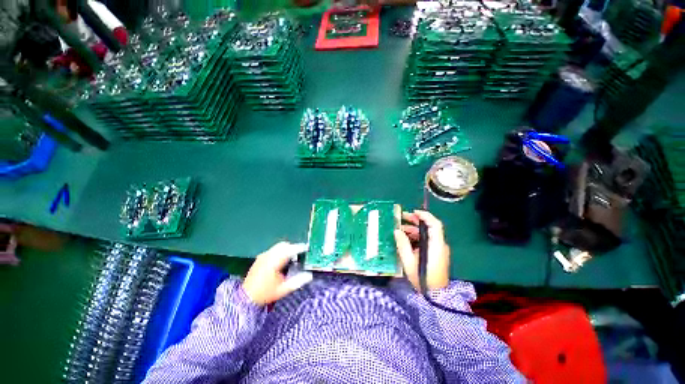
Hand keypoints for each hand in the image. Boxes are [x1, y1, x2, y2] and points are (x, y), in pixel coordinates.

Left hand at [242, 242, 312, 305]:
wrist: (245, 298)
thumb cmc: (265, 294)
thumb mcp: (283, 290)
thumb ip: (297, 281)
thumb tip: (310, 275)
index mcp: (274, 262)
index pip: (290, 250)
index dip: (299, 248)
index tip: (307, 248)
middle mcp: (268, 255)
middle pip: (284, 245)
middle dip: (293, 247)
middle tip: (299, 255)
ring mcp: (263, 256)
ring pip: (278, 246)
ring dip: (286, 249)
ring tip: (291, 258)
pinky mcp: (260, 257)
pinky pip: (273, 249)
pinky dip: (280, 251)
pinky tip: (281, 261)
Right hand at [394, 210, 449, 291]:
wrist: (435, 294)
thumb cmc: (422, 278)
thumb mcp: (409, 261)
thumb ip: (403, 244)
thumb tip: (397, 231)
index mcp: (436, 245)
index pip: (435, 225)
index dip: (425, 216)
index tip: (413, 212)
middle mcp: (440, 245)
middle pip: (430, 227)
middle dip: (416, 221)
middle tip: (402, 217)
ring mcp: (439, 249)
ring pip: (427, 234)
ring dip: (414, 229)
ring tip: (400, 229)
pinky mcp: (436, 253)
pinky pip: (427, 240)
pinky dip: (416, 237)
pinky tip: (406, 238)